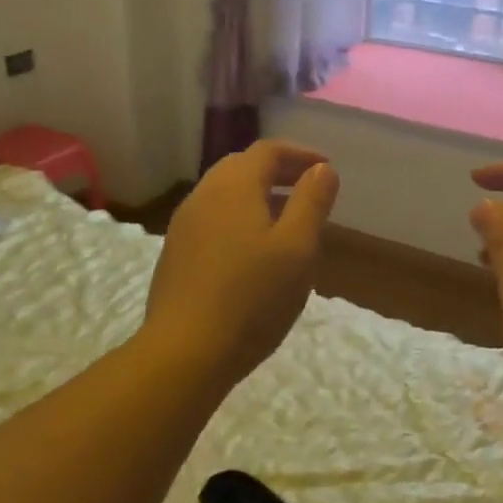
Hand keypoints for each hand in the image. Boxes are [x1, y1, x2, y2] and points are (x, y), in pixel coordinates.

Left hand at [144, 140, 339, 384]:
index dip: (300, 153)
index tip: (326, 169)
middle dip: (278, 171)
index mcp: (234, 186)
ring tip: (286, 219)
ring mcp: (184, 225)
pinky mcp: (176, 254)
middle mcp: (203, 196)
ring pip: (224, 194)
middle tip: (308, 189)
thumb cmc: (252, 298)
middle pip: (242, 167)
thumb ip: (312, 202)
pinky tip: (253, 250)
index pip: (268, 150)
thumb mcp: (297, 248)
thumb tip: (322, 169)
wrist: (185, 351)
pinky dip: (239, 217)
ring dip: (257, 196)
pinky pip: (212, 219)